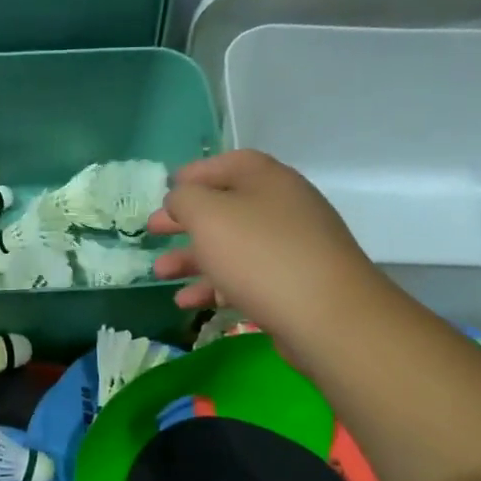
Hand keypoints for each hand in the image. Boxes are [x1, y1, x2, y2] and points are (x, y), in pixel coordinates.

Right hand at [150, 150, 374, 344]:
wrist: (327, 316)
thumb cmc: (260, 255)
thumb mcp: (208, 216)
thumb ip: (185, 200)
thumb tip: (180, 199)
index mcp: (267, 180)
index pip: (227, 164)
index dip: (194, 173)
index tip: (165, 189)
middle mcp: (282, 208)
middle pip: (226, 207)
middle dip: (185, 221)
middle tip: (153, 231)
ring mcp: (291, 248)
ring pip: (232, 247)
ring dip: (192, 258)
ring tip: (160, 274)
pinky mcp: (292, 285)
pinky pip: (246, 278)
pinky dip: (215, 286)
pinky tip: (188, 302)